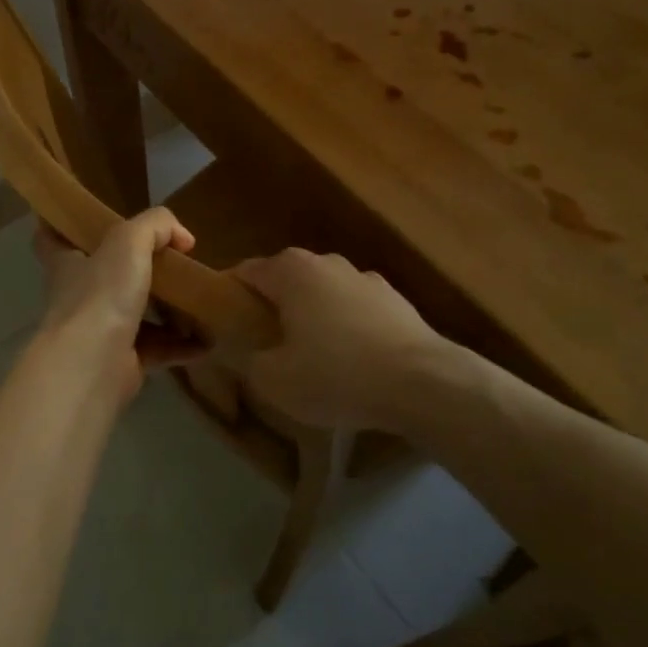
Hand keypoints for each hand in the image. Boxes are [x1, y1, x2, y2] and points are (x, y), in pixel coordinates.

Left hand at [33, 210, 202, 406]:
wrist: (92, 365)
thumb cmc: (100, 295)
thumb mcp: (128, 241)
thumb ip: (155, 226)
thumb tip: (182, 237)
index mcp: (66, 262)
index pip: (50, 237)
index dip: (62, 225)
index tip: (85, 218)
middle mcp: (78, 295)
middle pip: (101, 274)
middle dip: (131, 267)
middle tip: (167, 258)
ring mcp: (98, 330)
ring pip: (133, 313)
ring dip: (164, 308)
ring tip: (197, 297)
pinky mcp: (121, 361)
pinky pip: (156, 348)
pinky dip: (181, 345)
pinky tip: (207, 340)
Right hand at [229, 248, 468, 429]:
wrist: (425, 384)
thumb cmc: (337, 375)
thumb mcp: (273, 380)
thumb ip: (245, 360)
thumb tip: (238, 350)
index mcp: (289, 270)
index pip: (243, 273)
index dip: (227, 298)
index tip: (222, 327)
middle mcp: (325, 262)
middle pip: (283, 281)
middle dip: (270, 308)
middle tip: (263, 346)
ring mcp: (365, 278)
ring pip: (321, 294)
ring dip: (310, 317)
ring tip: (310, 357)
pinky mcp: (395, 300)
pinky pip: (354, 310)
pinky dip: (345, 327)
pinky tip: (351, 362)